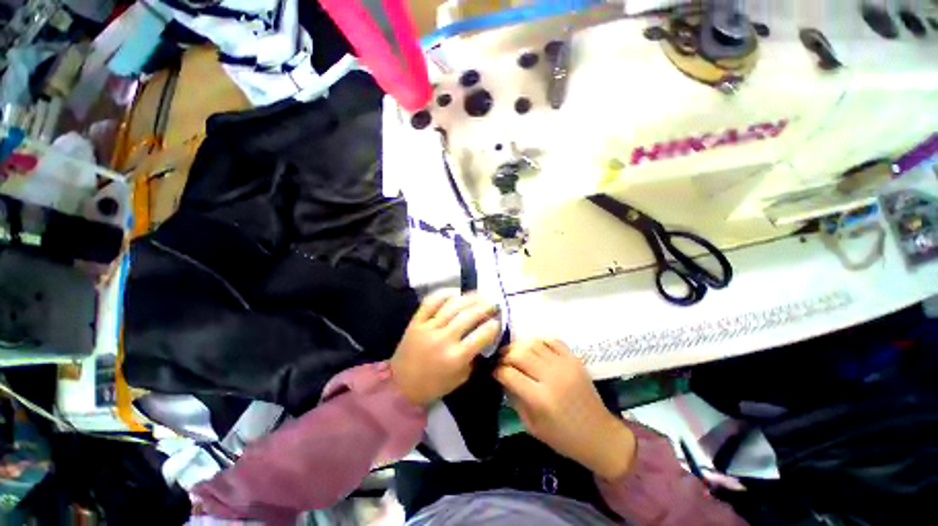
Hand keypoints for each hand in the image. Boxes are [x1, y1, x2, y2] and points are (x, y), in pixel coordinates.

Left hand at [391, 290, 500, 405]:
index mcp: (456, 357)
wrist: (400, 385)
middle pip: (469, 316)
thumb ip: (474, 357)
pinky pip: (431, 302)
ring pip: (452, 305)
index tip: (498, 321)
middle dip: (485, 307)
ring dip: (469, 298)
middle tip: (494, 303)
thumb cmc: (433, 385)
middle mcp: (443, 339)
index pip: (482, 335)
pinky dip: (444, 293)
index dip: (494, 325)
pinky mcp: (416, 321)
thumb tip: (484, 337)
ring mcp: (428, 327)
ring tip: (480, 295)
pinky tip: (456, 292)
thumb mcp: (460, 378)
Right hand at [495, 339, 635, 480]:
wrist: (600, 435)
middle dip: (504, 354)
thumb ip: (514, 398)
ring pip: (533, 343)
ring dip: (518, 345)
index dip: (496, 370)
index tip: (490, 370)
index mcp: (540, 399)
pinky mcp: (574, 359)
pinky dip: (538, 340)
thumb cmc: (563, 438)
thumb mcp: (531, 426)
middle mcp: (552, 377)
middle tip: (498, 359)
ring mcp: (565, 365)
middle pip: (519, 354)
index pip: (509, 374)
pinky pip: (552, 340)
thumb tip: (502, 377)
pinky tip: (532, 347)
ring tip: (512, 352)